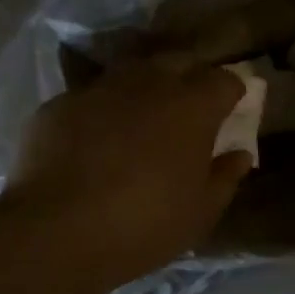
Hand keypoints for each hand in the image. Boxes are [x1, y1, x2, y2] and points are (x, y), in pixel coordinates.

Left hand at [1, 57, 252, 293]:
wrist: (55, 232)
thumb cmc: (144, 225)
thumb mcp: (199, 213)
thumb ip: (225, 176)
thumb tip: (239, 153)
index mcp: (191, 106)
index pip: (225, 80)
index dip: (233, 92)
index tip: (232, 110)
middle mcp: (148, 82)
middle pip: (179, 62)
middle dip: (190, 78)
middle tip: (190, 109)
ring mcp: (100, 88)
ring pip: (132, 73)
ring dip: (145, 88)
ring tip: (142, 119)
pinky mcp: (60, 103)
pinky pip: (92, 97)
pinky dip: (102, 111)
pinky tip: (94, 139)